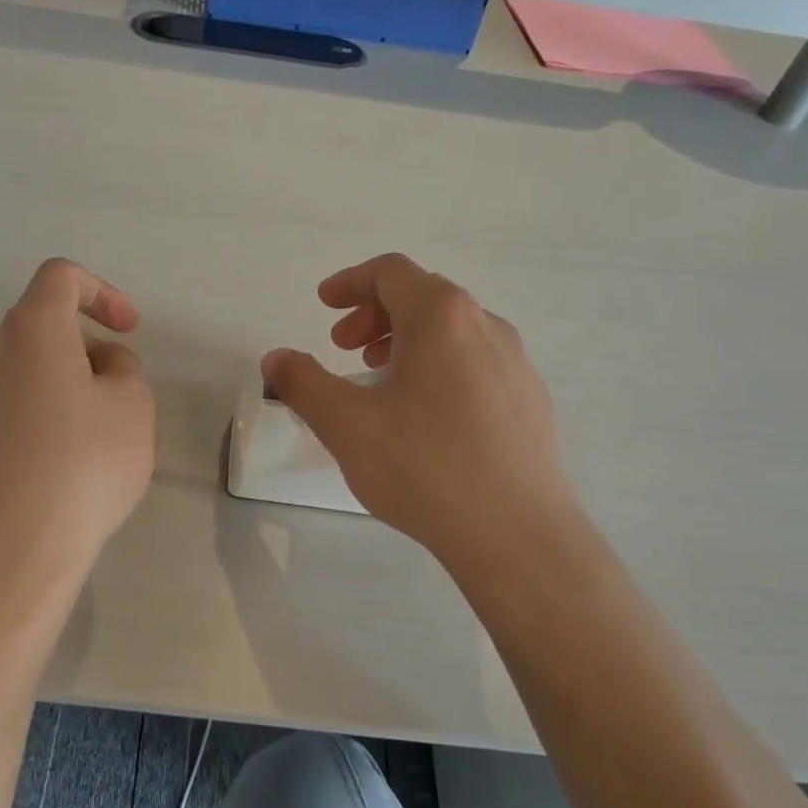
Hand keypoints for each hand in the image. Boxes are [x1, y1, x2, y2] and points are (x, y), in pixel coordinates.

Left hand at [0, 259, 155, 571]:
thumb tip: (98, 367)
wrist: (19, 542)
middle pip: (46, 323)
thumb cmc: (86, 460)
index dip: (102, 292)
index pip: (61, 277)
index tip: (129, 330)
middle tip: (124, 392)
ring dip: (74, 379)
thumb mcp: (133, 403)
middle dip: (92, 345)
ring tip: (106, 430)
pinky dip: (53, 407)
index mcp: (31, 327)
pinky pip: (21, 398)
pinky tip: (75, 455)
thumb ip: (123, 367)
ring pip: (35, 364)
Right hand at [261, 253, 578, 569]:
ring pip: (453, 332)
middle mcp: (486, 326)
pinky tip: (425, 416)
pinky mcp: (530, 402)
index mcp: (442, 317)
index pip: (391, 273)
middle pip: (424, 297)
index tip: (324, 304)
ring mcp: (516, 364)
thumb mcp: (346, 424)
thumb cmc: (424, 467)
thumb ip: (303, 383)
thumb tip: (276, 359)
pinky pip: (476, 364)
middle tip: (344, 347)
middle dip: (375, 314)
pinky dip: (439, 368)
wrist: (516, 534)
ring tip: (380, 380)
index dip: (350, 281)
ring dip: (407, 341)